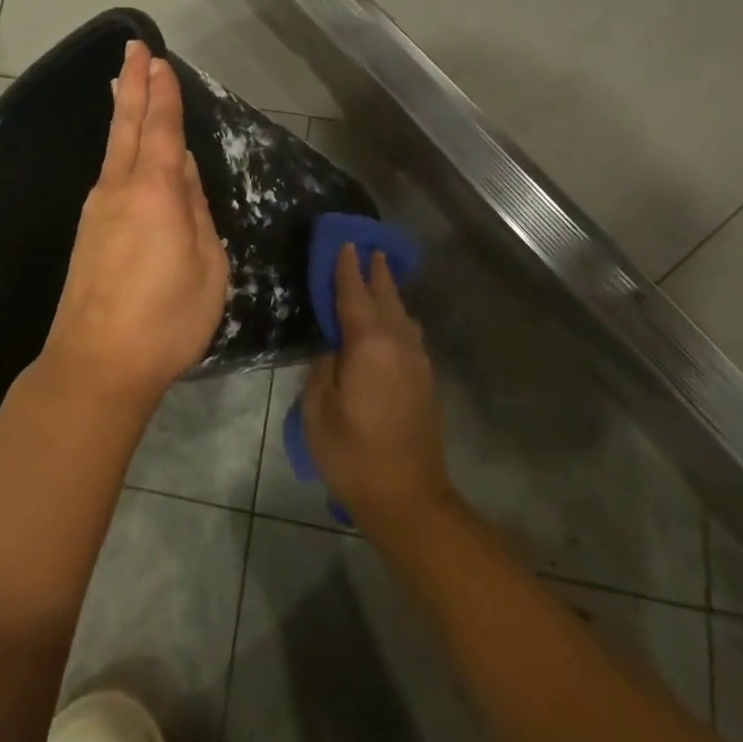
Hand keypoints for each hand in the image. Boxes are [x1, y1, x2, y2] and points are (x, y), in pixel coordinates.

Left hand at [40, 41, 228, 412]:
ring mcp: (97, 210)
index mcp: (154, 191)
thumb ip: (195, 210)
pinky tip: (122, 149)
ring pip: (113, 148)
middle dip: (133, 85)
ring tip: (122, 85)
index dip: (162, 93)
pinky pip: (107, 174)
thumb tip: (182, 169)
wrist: (96, 363)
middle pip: (127, 126)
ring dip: (121, 112)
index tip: (159, 60)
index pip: (161, 129)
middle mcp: (119, 189)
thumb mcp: (206, 265)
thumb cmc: (165, 317)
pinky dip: (116, 147)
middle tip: (133, 49)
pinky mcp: (88, 232)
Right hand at [302, 244, 454, 534]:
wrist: (409, 499)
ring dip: (389, 292)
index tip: (344, 242)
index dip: (346, 268)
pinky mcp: (425, 381)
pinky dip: (397, 317)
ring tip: (379, 277)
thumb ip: (322, 368)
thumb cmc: (353, 454)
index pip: (354, 294)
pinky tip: (391, 323)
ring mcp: (417, 362)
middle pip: (386, 296)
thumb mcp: (317, 410)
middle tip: (367, 247)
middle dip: (375, 271)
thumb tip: (333, 348)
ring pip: (402, 315)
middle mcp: (398, 344)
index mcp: (369, 345)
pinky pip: (409, 334)